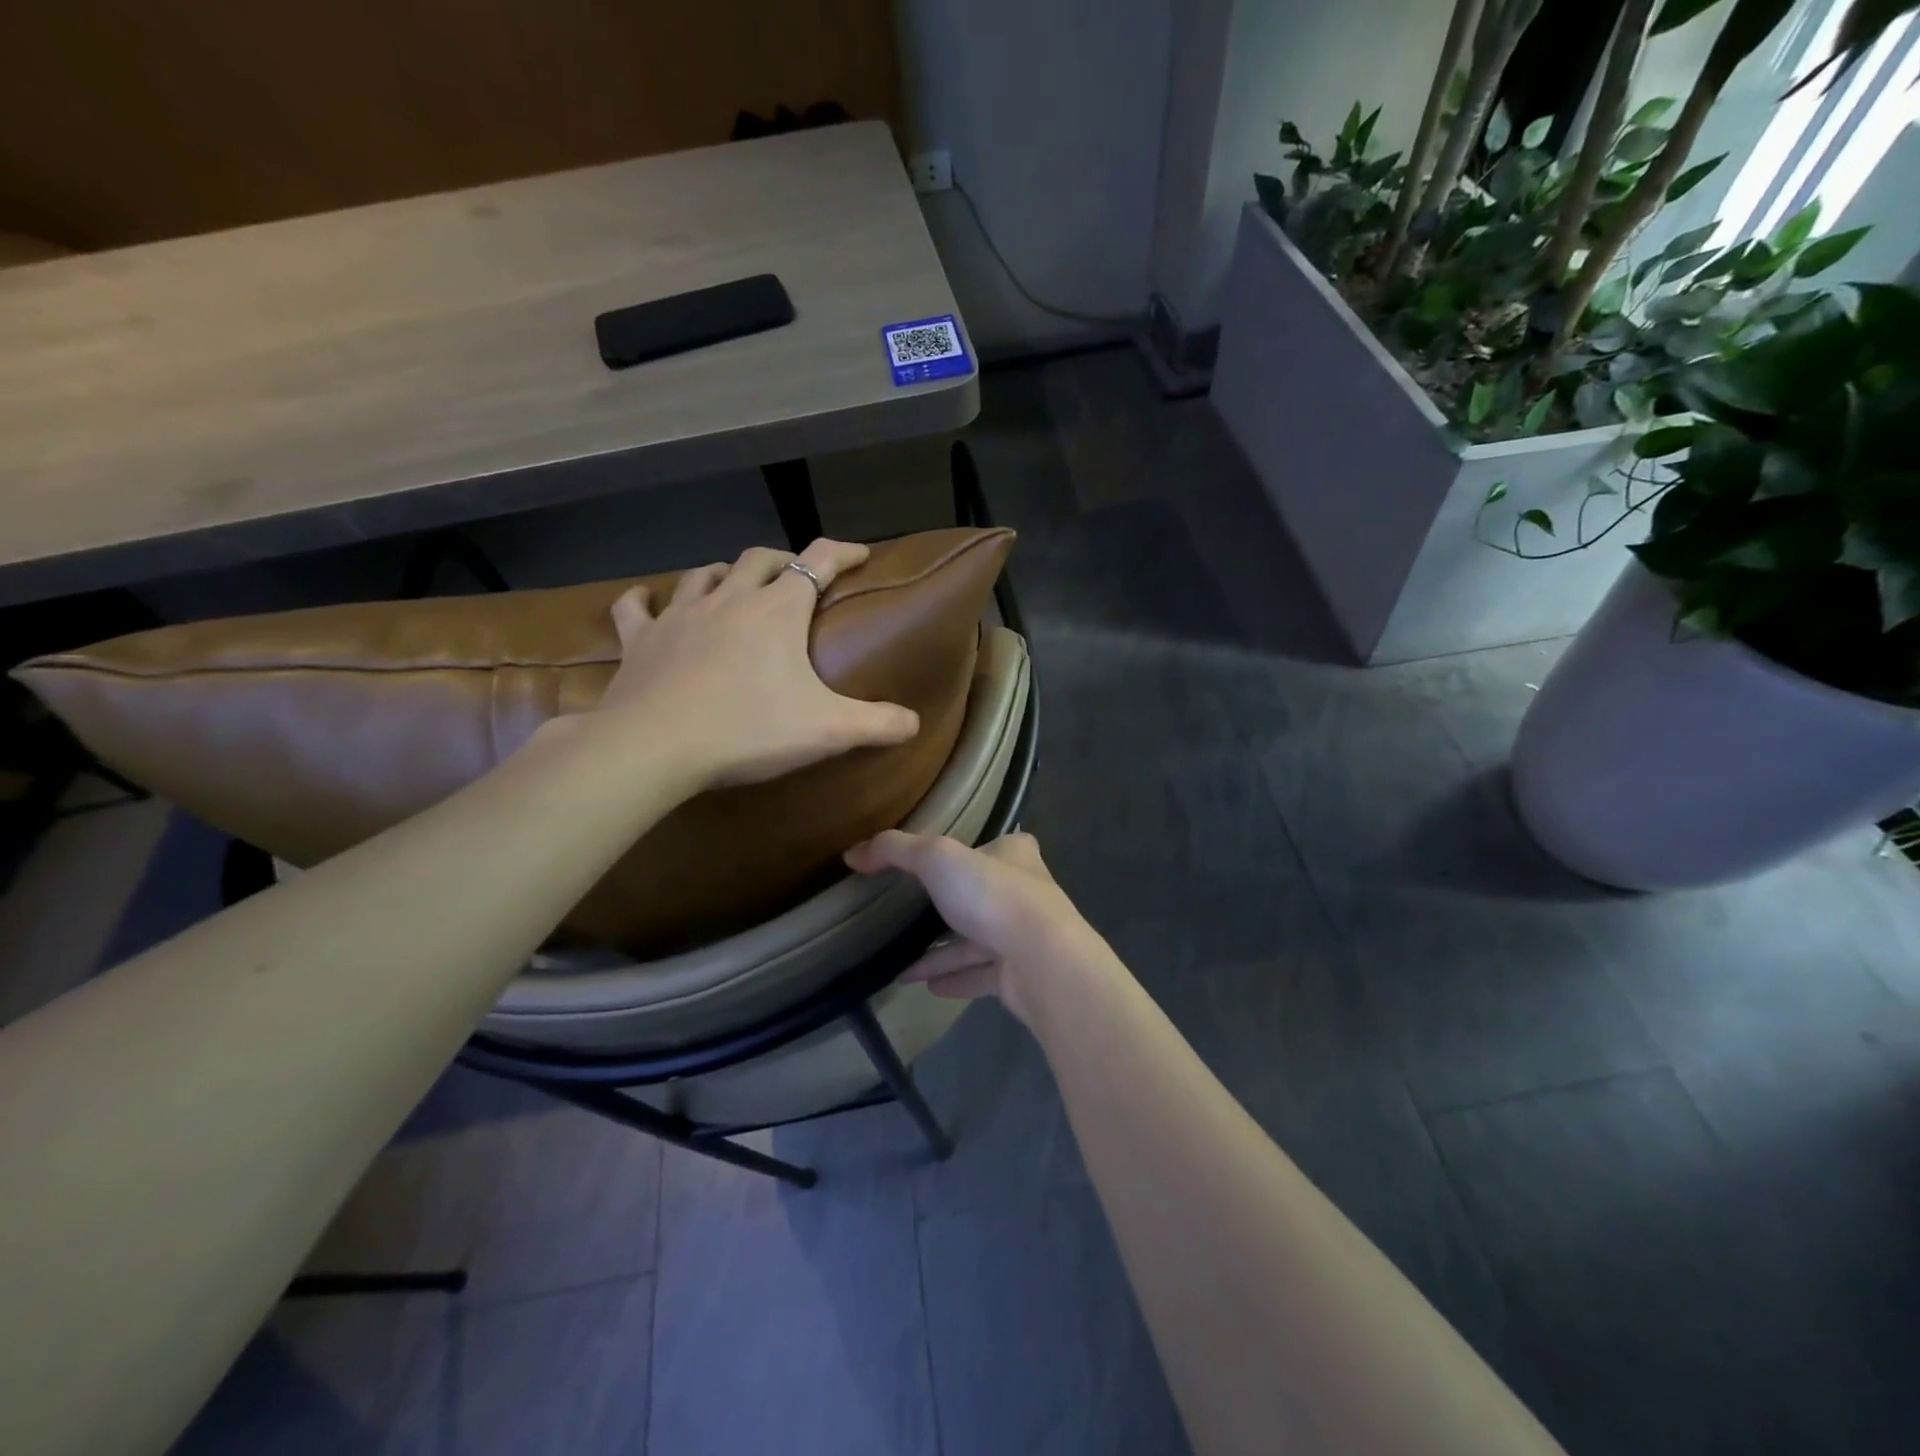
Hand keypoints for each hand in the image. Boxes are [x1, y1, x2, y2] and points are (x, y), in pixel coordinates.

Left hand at [595, 539, 919, 788]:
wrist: (655, 747)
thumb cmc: (748, 730)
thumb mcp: (828, 730)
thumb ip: (878, 724)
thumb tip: (914, 723)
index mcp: (777, 611)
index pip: (817, 561)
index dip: (842, 552)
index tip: (859, 554)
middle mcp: (729, 599)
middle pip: (760, 559)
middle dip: (783, 561)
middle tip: (797, 577)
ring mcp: (680, 615)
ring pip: (704, 574)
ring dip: (724, 573)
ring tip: (734, 585)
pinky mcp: (641, 640)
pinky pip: (638, 607)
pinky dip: (647, 600)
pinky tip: (649, 600)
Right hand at [844, 831, 1109, 1026]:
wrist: (1044, 962)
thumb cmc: (993, 896)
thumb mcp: (937, 858)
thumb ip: (895, 851)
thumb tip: (853, 853)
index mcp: (1015, 855)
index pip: (996, 845)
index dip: (972, 848)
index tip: (941, 861)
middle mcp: (1026, 892)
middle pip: (984, 893)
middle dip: (951, 903)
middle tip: (912, 913)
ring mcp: (1024, 936)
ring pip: (977, 939)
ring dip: (943, 950)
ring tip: (901, 963)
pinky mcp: (1020, 975)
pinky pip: (979, 974)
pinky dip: (953, 977)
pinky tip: (924, 985)